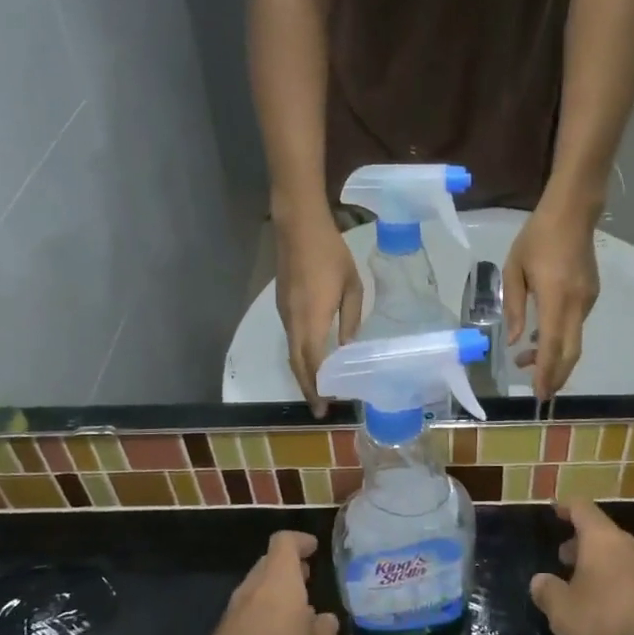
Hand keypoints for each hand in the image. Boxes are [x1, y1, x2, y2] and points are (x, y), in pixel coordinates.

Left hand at [189, 531, 339, 634]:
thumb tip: (324, 620)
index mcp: (279, 583)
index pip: (284, 542)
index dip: (300, 541)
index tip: (314, 549)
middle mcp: (253, 590)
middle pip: (269, 563)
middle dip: (289, 568)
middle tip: (309, 579)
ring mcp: (234, 612)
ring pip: (257, 588)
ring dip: (276, 593)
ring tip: (299, 613)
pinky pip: (248, 612)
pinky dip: (264, 615)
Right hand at [275, 208, 363, 415]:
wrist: (298, 226)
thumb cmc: (330, 253)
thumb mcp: (351, 286)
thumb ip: (350, 319)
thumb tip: (347, 347)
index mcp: (312, 319)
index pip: (312, 363)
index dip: (318, 387)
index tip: (326, 406)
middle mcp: (293, 321)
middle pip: (296, 363)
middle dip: (307, 388)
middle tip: (320, 408)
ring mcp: (284, 313)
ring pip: (291, 352)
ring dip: (303, 372)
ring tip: (320, 388)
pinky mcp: (282, 305)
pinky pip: (291, 338)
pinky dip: (300, 355)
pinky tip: (314, 359)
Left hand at [503, 199, 599, 398]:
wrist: (572, 212)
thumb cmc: (537, 237)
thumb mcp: (514, 269)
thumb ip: (514, 307)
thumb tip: (514, 341)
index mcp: (556, 298)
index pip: (552, 344)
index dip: (546, 372)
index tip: (539, 393)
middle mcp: (577, 304)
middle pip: (571, 351)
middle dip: (556, 375)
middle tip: (541, 393)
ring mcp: (588, 300)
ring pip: (574, 340)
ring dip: (554, 356)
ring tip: (525, 360)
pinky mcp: (592, 294)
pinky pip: (576, 325)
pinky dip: (560, 339)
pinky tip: (541, 336)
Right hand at [530, 501, 633, 634]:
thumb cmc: (612, 617)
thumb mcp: (565, 612)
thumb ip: (548, 594)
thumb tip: (540, 581)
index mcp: (601, 539)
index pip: (581, 509)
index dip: (566, 507)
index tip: (555, 510)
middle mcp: (627, 545)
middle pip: (601, 536)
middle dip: (581, 546)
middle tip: (563, 560)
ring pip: (618, 561)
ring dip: (599, 572)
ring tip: (582, 595)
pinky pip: (633, 584)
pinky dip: (617, 593)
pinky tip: (608, 620)